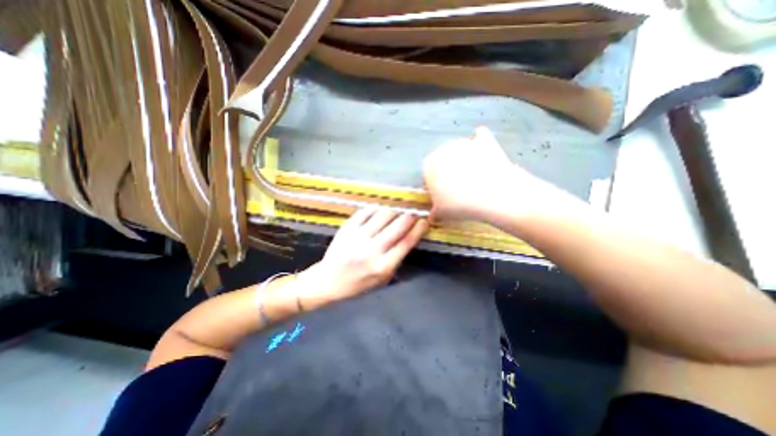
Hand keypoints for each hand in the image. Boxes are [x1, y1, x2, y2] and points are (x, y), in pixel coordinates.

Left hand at [297, 207, 430, 306]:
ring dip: (394, 211)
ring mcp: (358, 238)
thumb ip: (396, 259)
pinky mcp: (347, 229)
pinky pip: (366, 212)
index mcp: (383, 266)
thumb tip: (409, 237)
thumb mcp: (382, 279)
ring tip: (397, 212)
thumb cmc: (358, 284)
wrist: (328, 281)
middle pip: (397, 227)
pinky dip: (376, 209)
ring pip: (383, 215)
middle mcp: (372, 251)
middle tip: (412, 214)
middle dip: (409, 217)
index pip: (406, 242)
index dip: (418, 229)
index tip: (424, 221)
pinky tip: (380, 210)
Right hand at [423, 126, 523, 221]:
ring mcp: (465, 141)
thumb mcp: (441, 213)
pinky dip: (480, 145)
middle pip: (442, 160)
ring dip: (463, 159)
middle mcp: (443, 148)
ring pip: (459, 150)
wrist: (494, 195)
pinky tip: (485, 156)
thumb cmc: (460, 204)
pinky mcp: (485, 139)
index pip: (427, 174)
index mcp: (429, 165)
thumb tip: (432, 216)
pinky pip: (479, 138)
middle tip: (458, 187)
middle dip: (447, 171)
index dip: (434, 185)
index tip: (442, 195)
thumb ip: (433, 212)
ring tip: (474, 176)